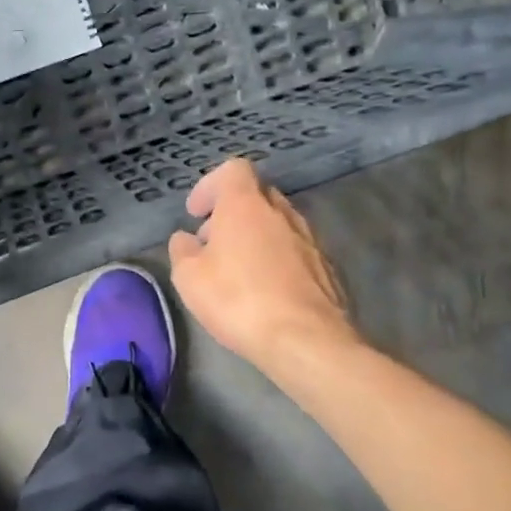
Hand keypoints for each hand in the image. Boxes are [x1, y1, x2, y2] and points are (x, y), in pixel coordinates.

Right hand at [168, 159, 360, 372]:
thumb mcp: (189, 277)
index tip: (196, 213)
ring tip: (238, 270)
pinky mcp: (327, 268)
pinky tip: (266, 291)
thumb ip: (182, 250)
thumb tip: (186, 239)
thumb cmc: (238, 300)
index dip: (210, 185)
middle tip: (212, 242)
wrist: (306, 341)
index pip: (233, 169)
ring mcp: (310, 240)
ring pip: (278, 224)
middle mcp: (281, 213)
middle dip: (232, 212)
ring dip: (256, 236)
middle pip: (257, 195)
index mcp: (246, 205)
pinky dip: (278, 260)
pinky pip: (296, 251)